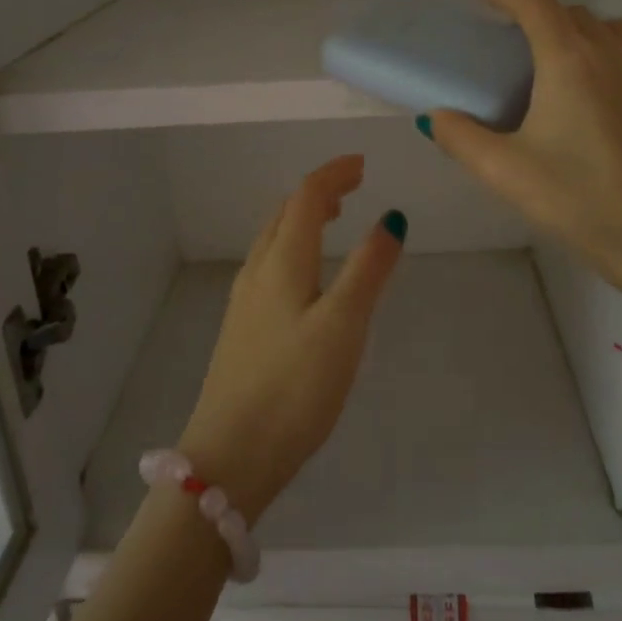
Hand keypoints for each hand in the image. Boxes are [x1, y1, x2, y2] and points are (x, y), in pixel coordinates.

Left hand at [176, 155, 405, 521]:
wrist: (230, 455)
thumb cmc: (294, 387)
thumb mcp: (343, 325)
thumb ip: (368, 269)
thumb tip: (391, 217)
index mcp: (282, 263)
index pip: (305, 198)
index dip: (333, 174)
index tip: (362, 164)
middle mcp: (257, 272)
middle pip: (284, 214)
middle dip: (317, 192)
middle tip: (350, 187)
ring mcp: (244, 302)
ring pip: (272, 240)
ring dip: (301, 218)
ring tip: (331, 219)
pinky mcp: (241, 330)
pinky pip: (268, 267)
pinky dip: (292, 248)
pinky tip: (304, 275)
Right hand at [422, 0, 621, 325]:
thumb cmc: (582, 201)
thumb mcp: (506, 173)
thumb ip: (461, 138)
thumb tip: (437, 117)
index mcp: (570, 60)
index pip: (536, 2)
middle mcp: (614, 52)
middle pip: (572, 13)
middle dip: (539, 16)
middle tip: (513, 48)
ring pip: (609, 31)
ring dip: (578, 33)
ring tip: (558, 68)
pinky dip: (608, 56)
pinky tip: (598, 100)